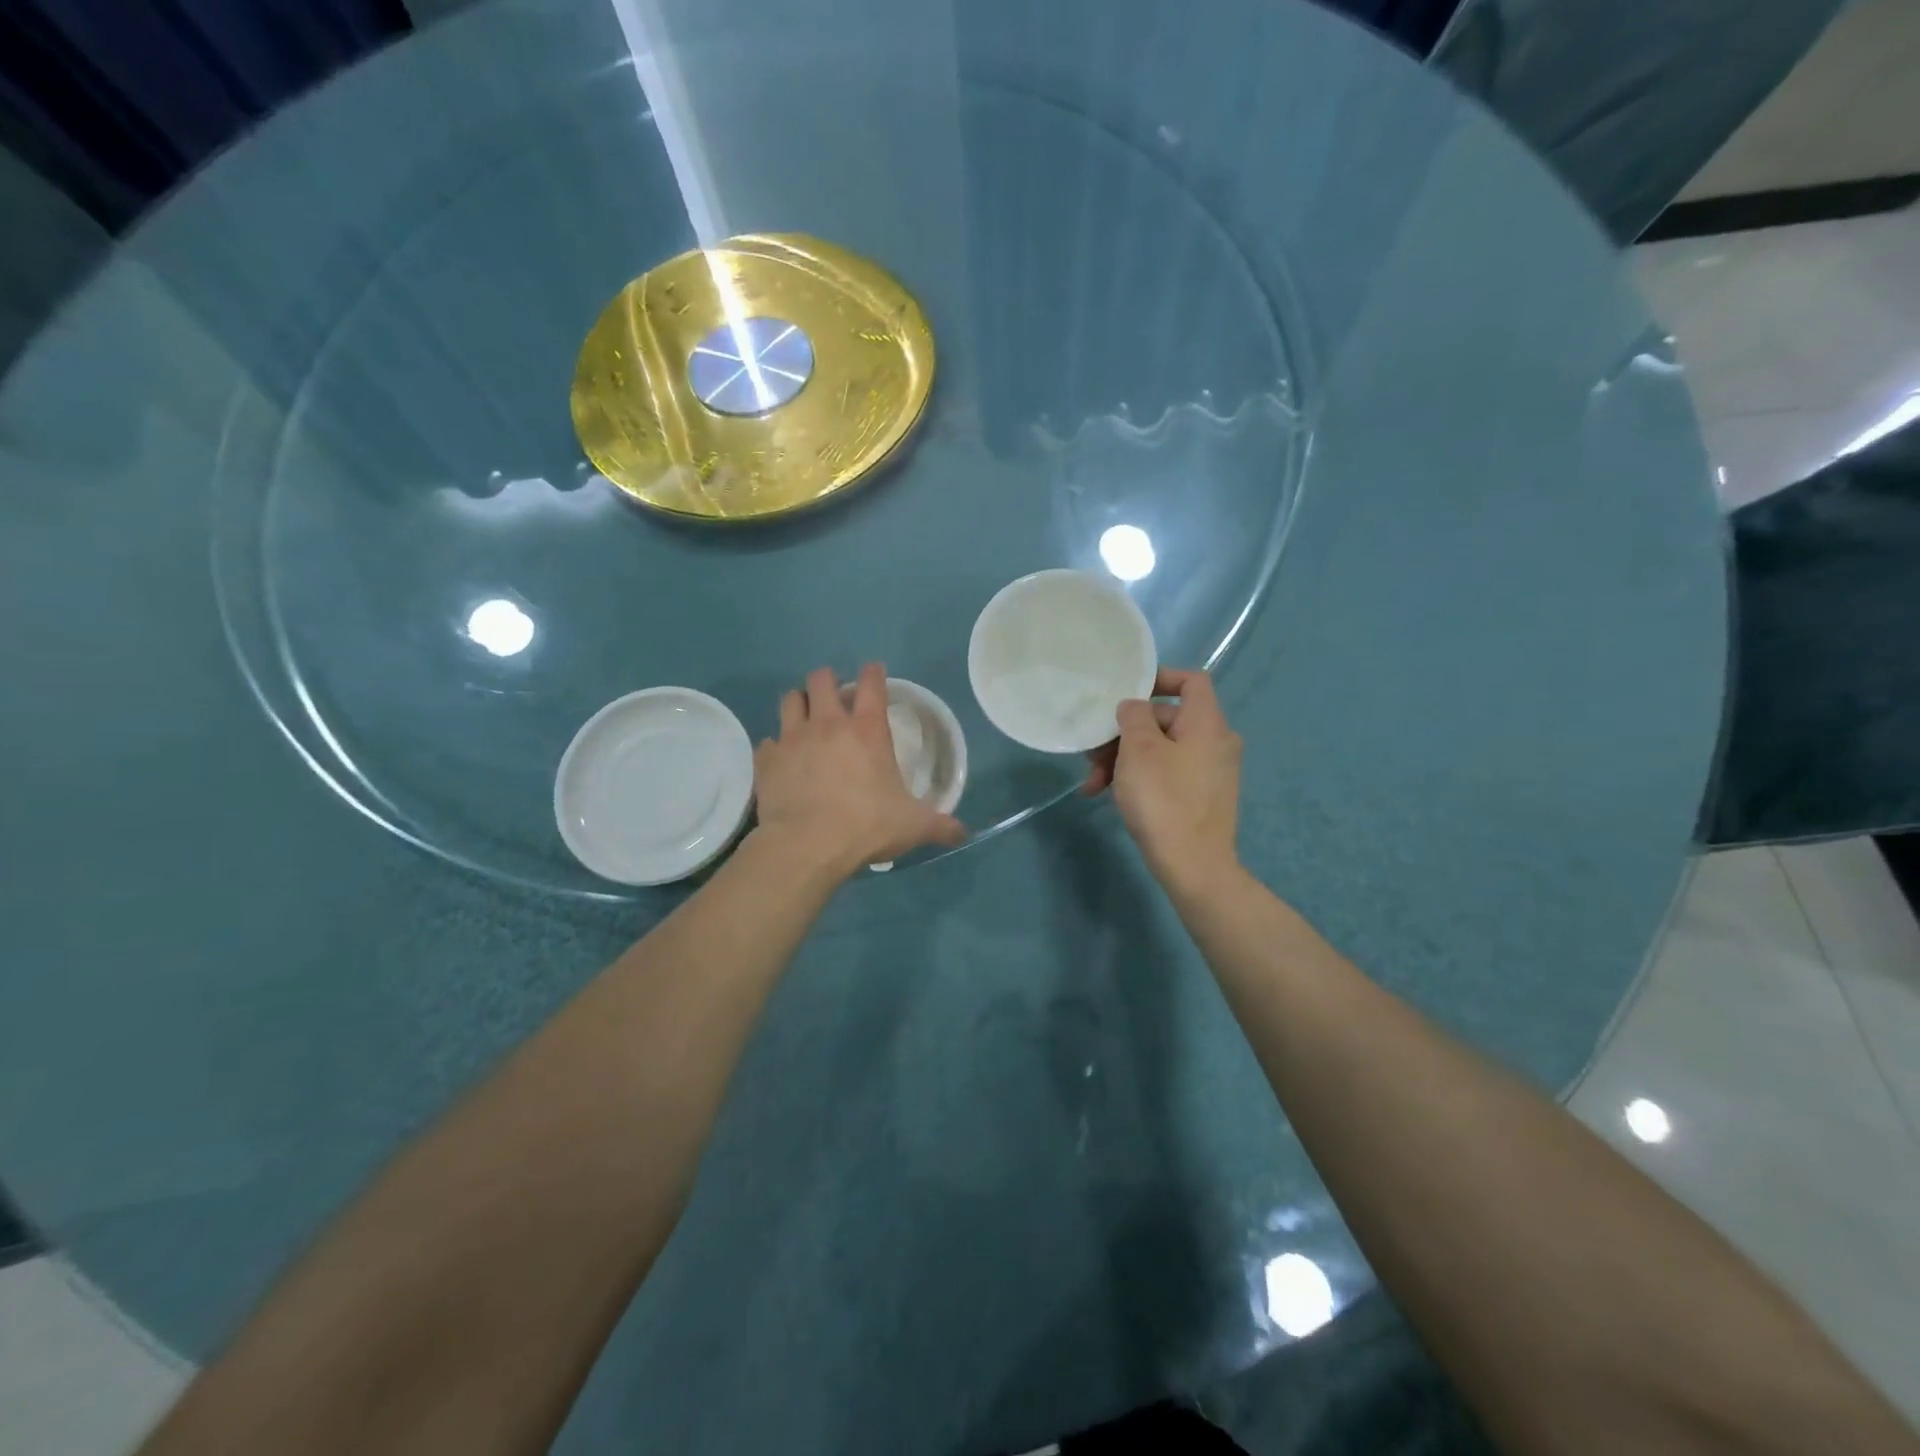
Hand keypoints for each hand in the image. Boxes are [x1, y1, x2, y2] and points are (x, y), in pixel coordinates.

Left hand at [752, 664, 965, 879]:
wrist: (807, 845)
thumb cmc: (866, 826)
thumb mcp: (913, 826)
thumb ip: (940, 825)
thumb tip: (963, 832)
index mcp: (868, 731)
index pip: (872, 684)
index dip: (874, 673)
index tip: (875, 672)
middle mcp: (828, 724)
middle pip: (821, 679)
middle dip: (828, 681)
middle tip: (834, 695)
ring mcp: (793, 739)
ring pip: (790, 699)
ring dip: (799, 703)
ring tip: (806, 717)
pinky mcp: (767, 760)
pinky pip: (768, 742)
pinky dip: (776, 747)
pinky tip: (783, 760)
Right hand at [1082, 666, 1241, 889]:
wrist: (1194, 867)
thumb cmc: (1164, 800)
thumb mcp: (1139, 751)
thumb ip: (1133, 717)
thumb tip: (1134, 707)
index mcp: (1207, 723)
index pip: (1191, 681)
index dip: (1159, 678)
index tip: (1126, 694)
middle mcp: (1215, 742)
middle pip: (1166, 719)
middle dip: (1124, 732)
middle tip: (1092, 752)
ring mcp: (1210, 772)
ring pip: (1160, 750)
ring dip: (1123, 760)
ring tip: (1092, 783)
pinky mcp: (1201, 797)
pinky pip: (1167, 774)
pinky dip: (1139, 778)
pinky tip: (1107, 796)